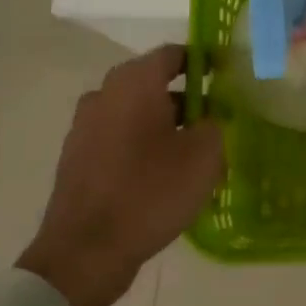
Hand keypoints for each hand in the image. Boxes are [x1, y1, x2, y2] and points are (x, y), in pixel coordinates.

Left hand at [17, 45, 224, 305]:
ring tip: (195, 149)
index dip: (204, 61)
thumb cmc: (151, 191)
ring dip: (164, 123)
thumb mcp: (205, 154)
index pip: (173, 54)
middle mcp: (104, 95)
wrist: (86, 252)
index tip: (228, 76)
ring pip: (135, 113)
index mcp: (134, 83)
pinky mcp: (77, 159)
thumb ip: (215, 124)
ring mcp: (85, 128)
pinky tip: (165, 172)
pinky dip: (143, 145)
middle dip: (186, 96)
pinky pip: (119, 138)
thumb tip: (210, 117)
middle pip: (152, 84)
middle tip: (217, 116)